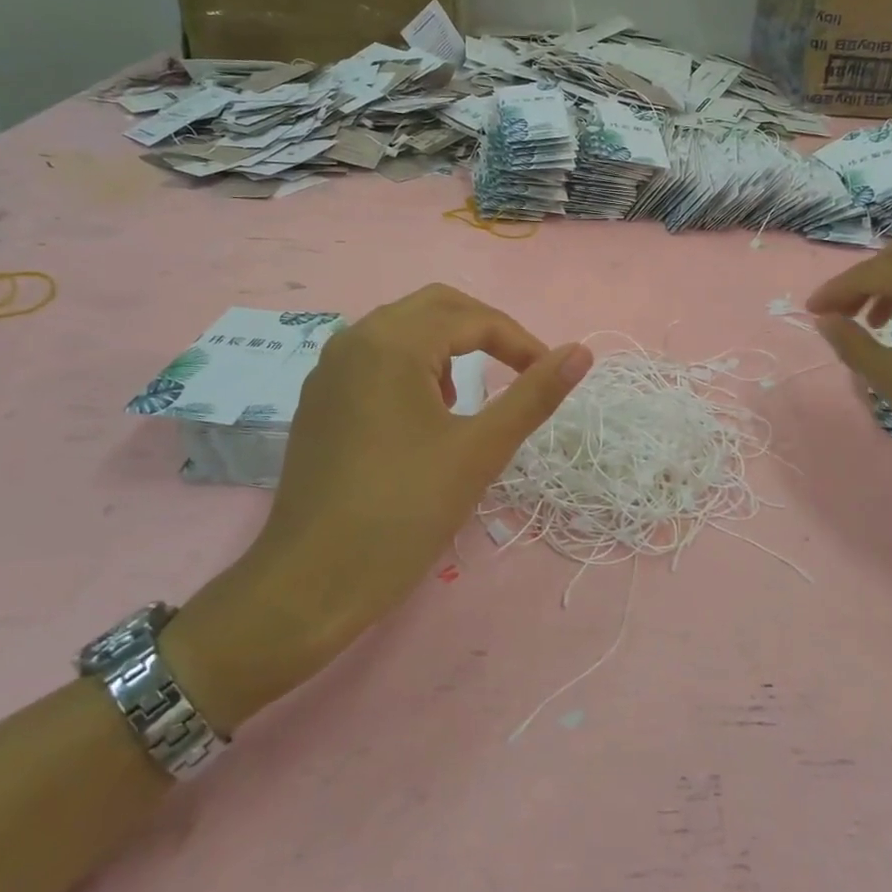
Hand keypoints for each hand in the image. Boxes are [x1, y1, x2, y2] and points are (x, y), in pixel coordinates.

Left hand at [166, 285, 592, 729]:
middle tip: (520, 368)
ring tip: (468, 400)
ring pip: (402, 329)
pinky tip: (424, 416)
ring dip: (447, 347)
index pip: (473, 318)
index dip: (521, 342)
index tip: (550, 375)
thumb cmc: (403, 512)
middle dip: (485, 330)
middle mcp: (355, 340)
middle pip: (435, 307)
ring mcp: (329, 369)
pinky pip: (375, 358)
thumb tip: (582, 352)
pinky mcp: (319, 400)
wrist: (310, 583)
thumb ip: (534, 395)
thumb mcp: (480, 451)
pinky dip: (413, 366)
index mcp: (392, 343)